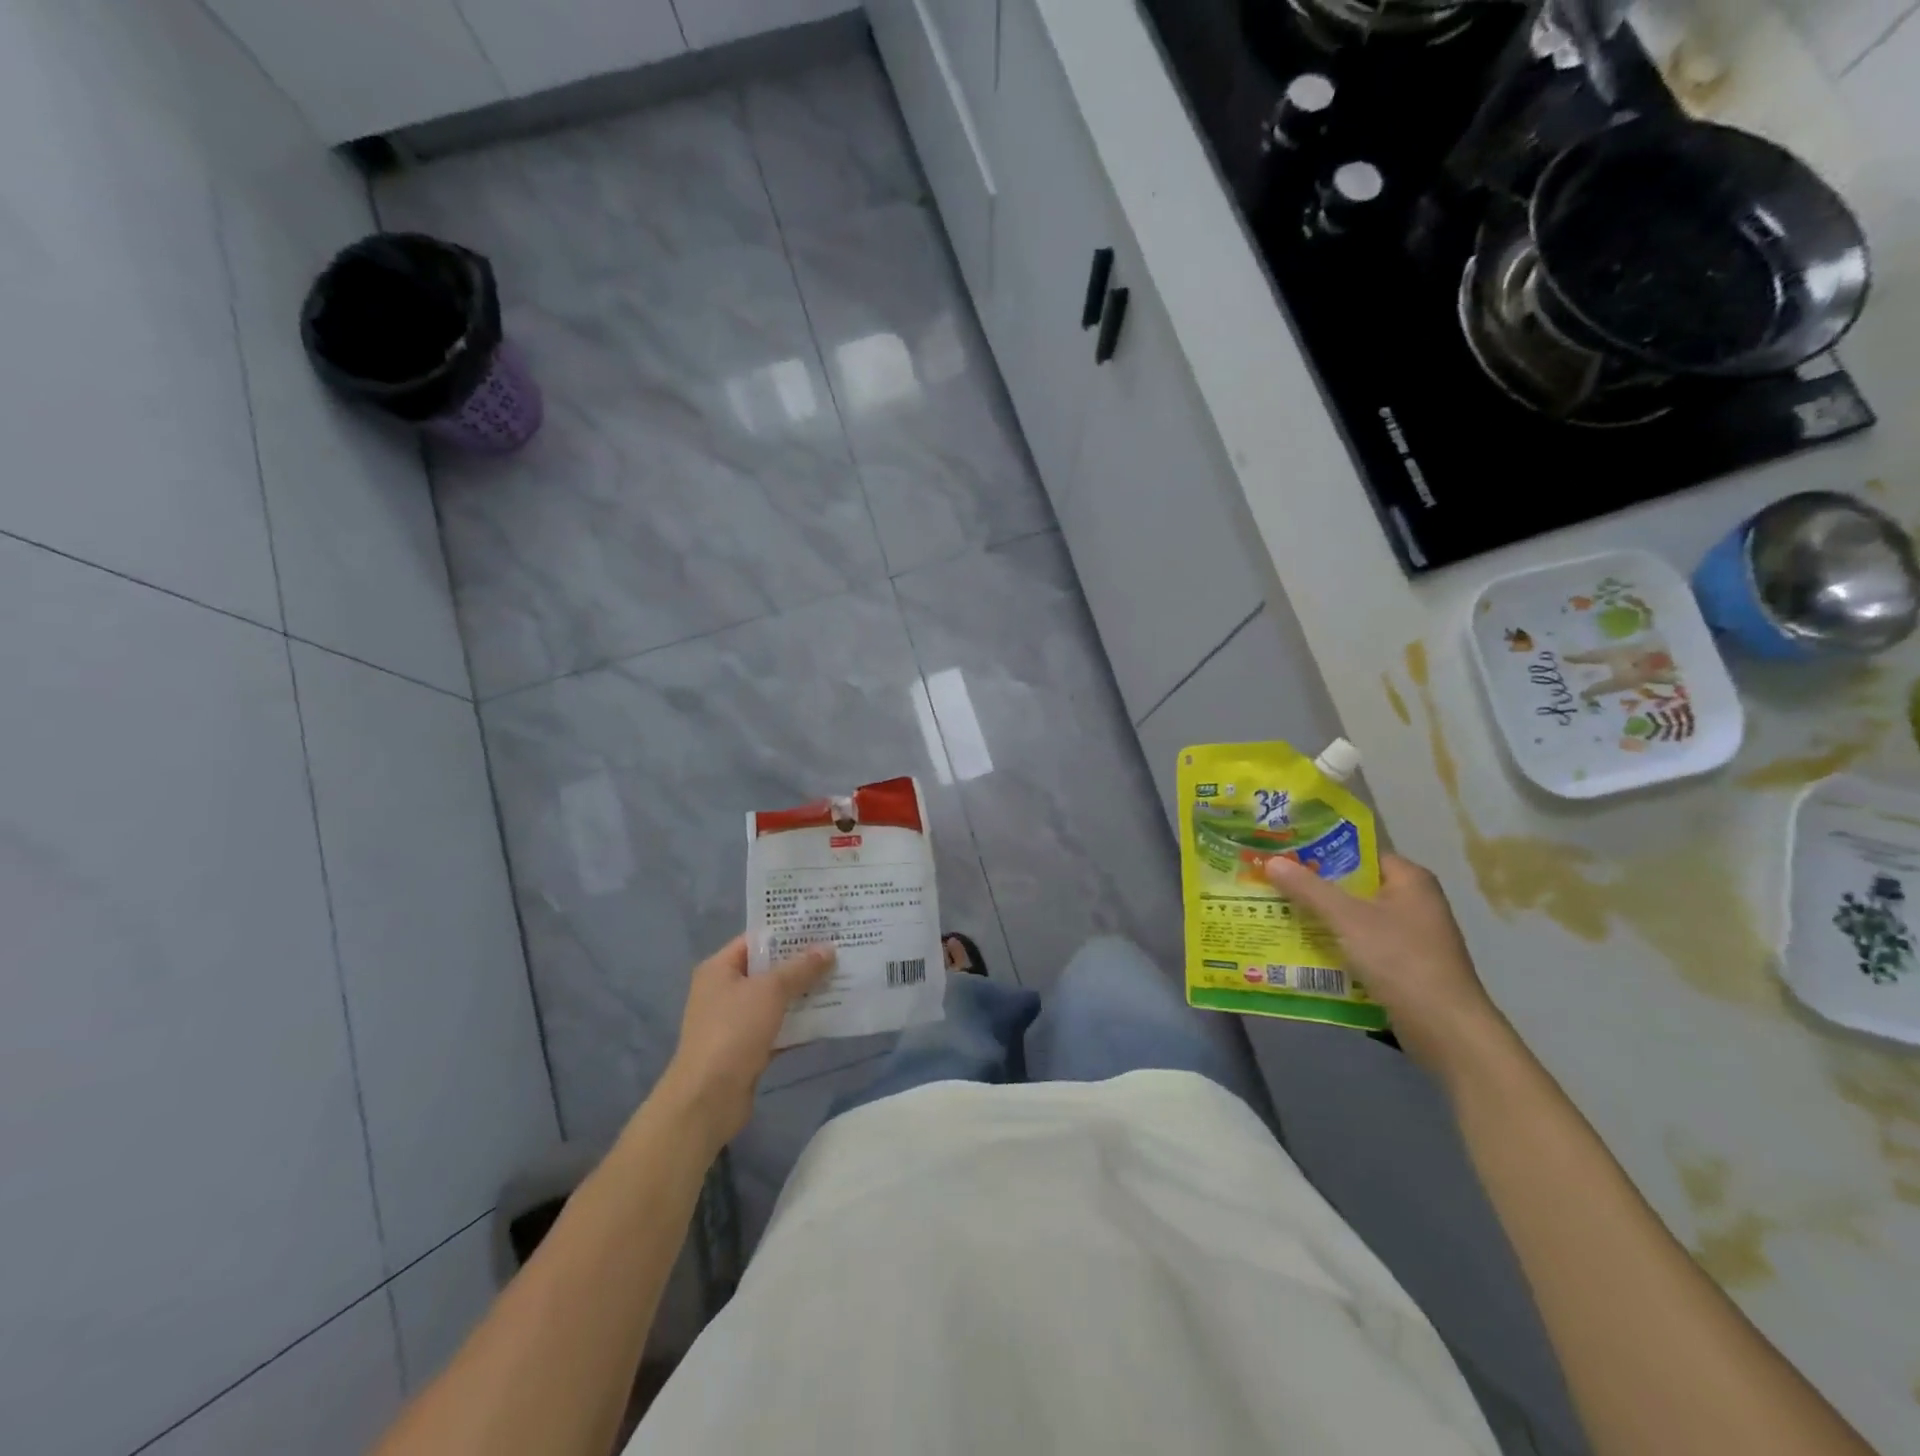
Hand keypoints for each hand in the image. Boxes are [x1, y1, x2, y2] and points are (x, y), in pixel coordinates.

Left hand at [656, 937, 835, 1147]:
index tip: (822, 926)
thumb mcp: (770, 991)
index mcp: (720, 968)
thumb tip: (828, 949)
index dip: (788, 932)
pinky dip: (800, 1023)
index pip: (756, 940)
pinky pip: (779, 1028)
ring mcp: (736, 1022)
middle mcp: (725, 991)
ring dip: (804, 993)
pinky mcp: (748, 1049)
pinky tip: (829, 1017)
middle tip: (838, 951)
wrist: (708, 1098)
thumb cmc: (734, 1031)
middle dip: (802, 963)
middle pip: (768, 969)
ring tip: (841, 979)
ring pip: (776, 1000)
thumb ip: (800, 968)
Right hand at [1264, 853, 1504, 1078]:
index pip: (1359, 853)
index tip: (1284, 854)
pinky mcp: (1403, 965)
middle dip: (1313, 887)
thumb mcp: (1347, 918)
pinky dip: (1334, 945)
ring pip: (1354, 918)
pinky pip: (1360, 945)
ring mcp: (1410, 936)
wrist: (1445, 1029)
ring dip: (1320, 918)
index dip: (1320, 852)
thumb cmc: (1400, 960)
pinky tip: (1301, 948)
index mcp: (1409, 879)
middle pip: (1353, 886)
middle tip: (1271, 883)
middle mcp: (1413, 902)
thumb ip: (1308, 889)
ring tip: (1276, 912)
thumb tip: (1272, 861)